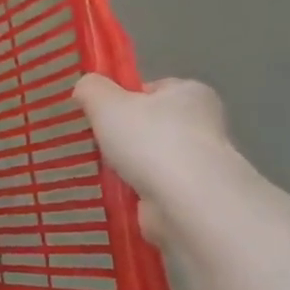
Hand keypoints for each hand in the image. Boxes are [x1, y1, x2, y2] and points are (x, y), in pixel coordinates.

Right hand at [73, 73, 239, 242]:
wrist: (186, 201)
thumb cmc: (150, 140)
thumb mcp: (105, 102)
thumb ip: (91, 89)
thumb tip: (86, 88)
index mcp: (191, 93)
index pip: (152, 89)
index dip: (123, 99)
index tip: (101, 115)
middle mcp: (203, 124)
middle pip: (152, 124)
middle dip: (124, 136)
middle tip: (96, 144)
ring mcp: (200, 163)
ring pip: (151, 158)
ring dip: (128, 166)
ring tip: (100, 171)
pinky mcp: (193, 196)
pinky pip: (153, 187)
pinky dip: (134, 191)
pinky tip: (114, 194)